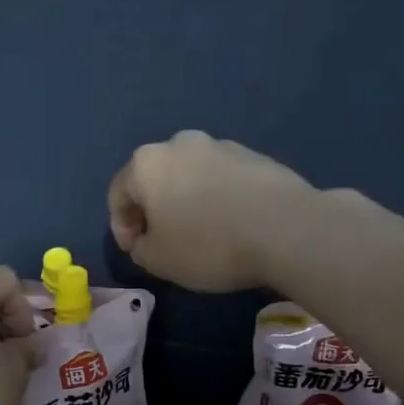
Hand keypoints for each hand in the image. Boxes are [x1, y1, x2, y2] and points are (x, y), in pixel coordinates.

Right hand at [107, 130, 316, 290]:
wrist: (285, 228)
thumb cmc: (206, 244)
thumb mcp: (157, 260)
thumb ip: (140, 248)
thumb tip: (147, 240)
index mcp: (146, 164)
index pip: (118, 195)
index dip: (121, 228)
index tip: (135, 252)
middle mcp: (179, 144)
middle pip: (155, 179)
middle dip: (154, 210)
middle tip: (163, 241)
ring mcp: (221, 146)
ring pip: (190, 176)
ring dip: (187, 202)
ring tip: (201, 234)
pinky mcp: (255, 156)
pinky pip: (222, 180)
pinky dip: (217, 199)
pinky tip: (231, 225)